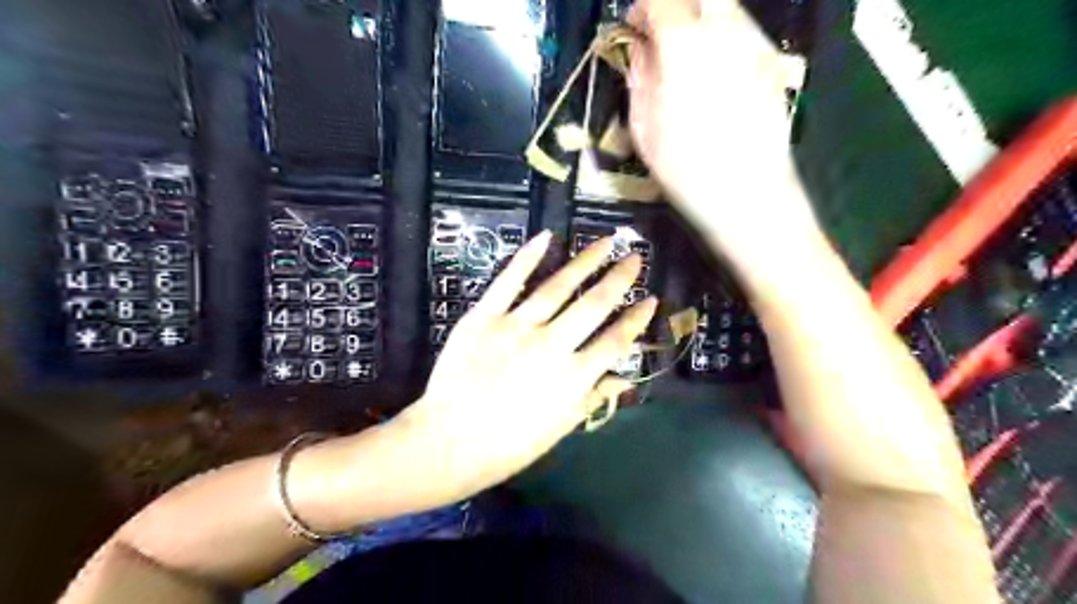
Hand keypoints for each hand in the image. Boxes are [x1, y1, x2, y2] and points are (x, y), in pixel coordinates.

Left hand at [395, 234, 657, 503]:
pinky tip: (547, 237)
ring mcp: (517, 327)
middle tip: (634, 257)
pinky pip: (508, 281)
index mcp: (573, 377)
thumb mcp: (559, 429)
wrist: (449, 442)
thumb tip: (625, 378)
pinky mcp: (485, 317)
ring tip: (605, 241)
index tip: (650, 299)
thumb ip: (593, 398)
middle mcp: (551, 346)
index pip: (615, 341)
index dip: (636, 319)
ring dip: (585, 261)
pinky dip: (527, 257)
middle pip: (593, 305)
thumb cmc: (508, 444)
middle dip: (619, 279)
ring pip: (558, 286)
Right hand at [629, 0, 820, 273]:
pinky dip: (724, 38)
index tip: (633, 27)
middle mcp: (726, 32)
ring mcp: (756, 46)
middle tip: (661, 33)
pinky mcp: (774, 66)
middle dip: (678, 5)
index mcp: (685, 46)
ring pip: (728, 8)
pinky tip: (713, 72)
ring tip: (686, 53)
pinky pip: (745, 33)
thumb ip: (640, 78)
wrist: (750, 196)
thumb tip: (641, 50)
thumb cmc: (687, 170)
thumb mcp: (645, 128)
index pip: (661, 1)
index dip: (642, 9)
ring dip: (702, 17)